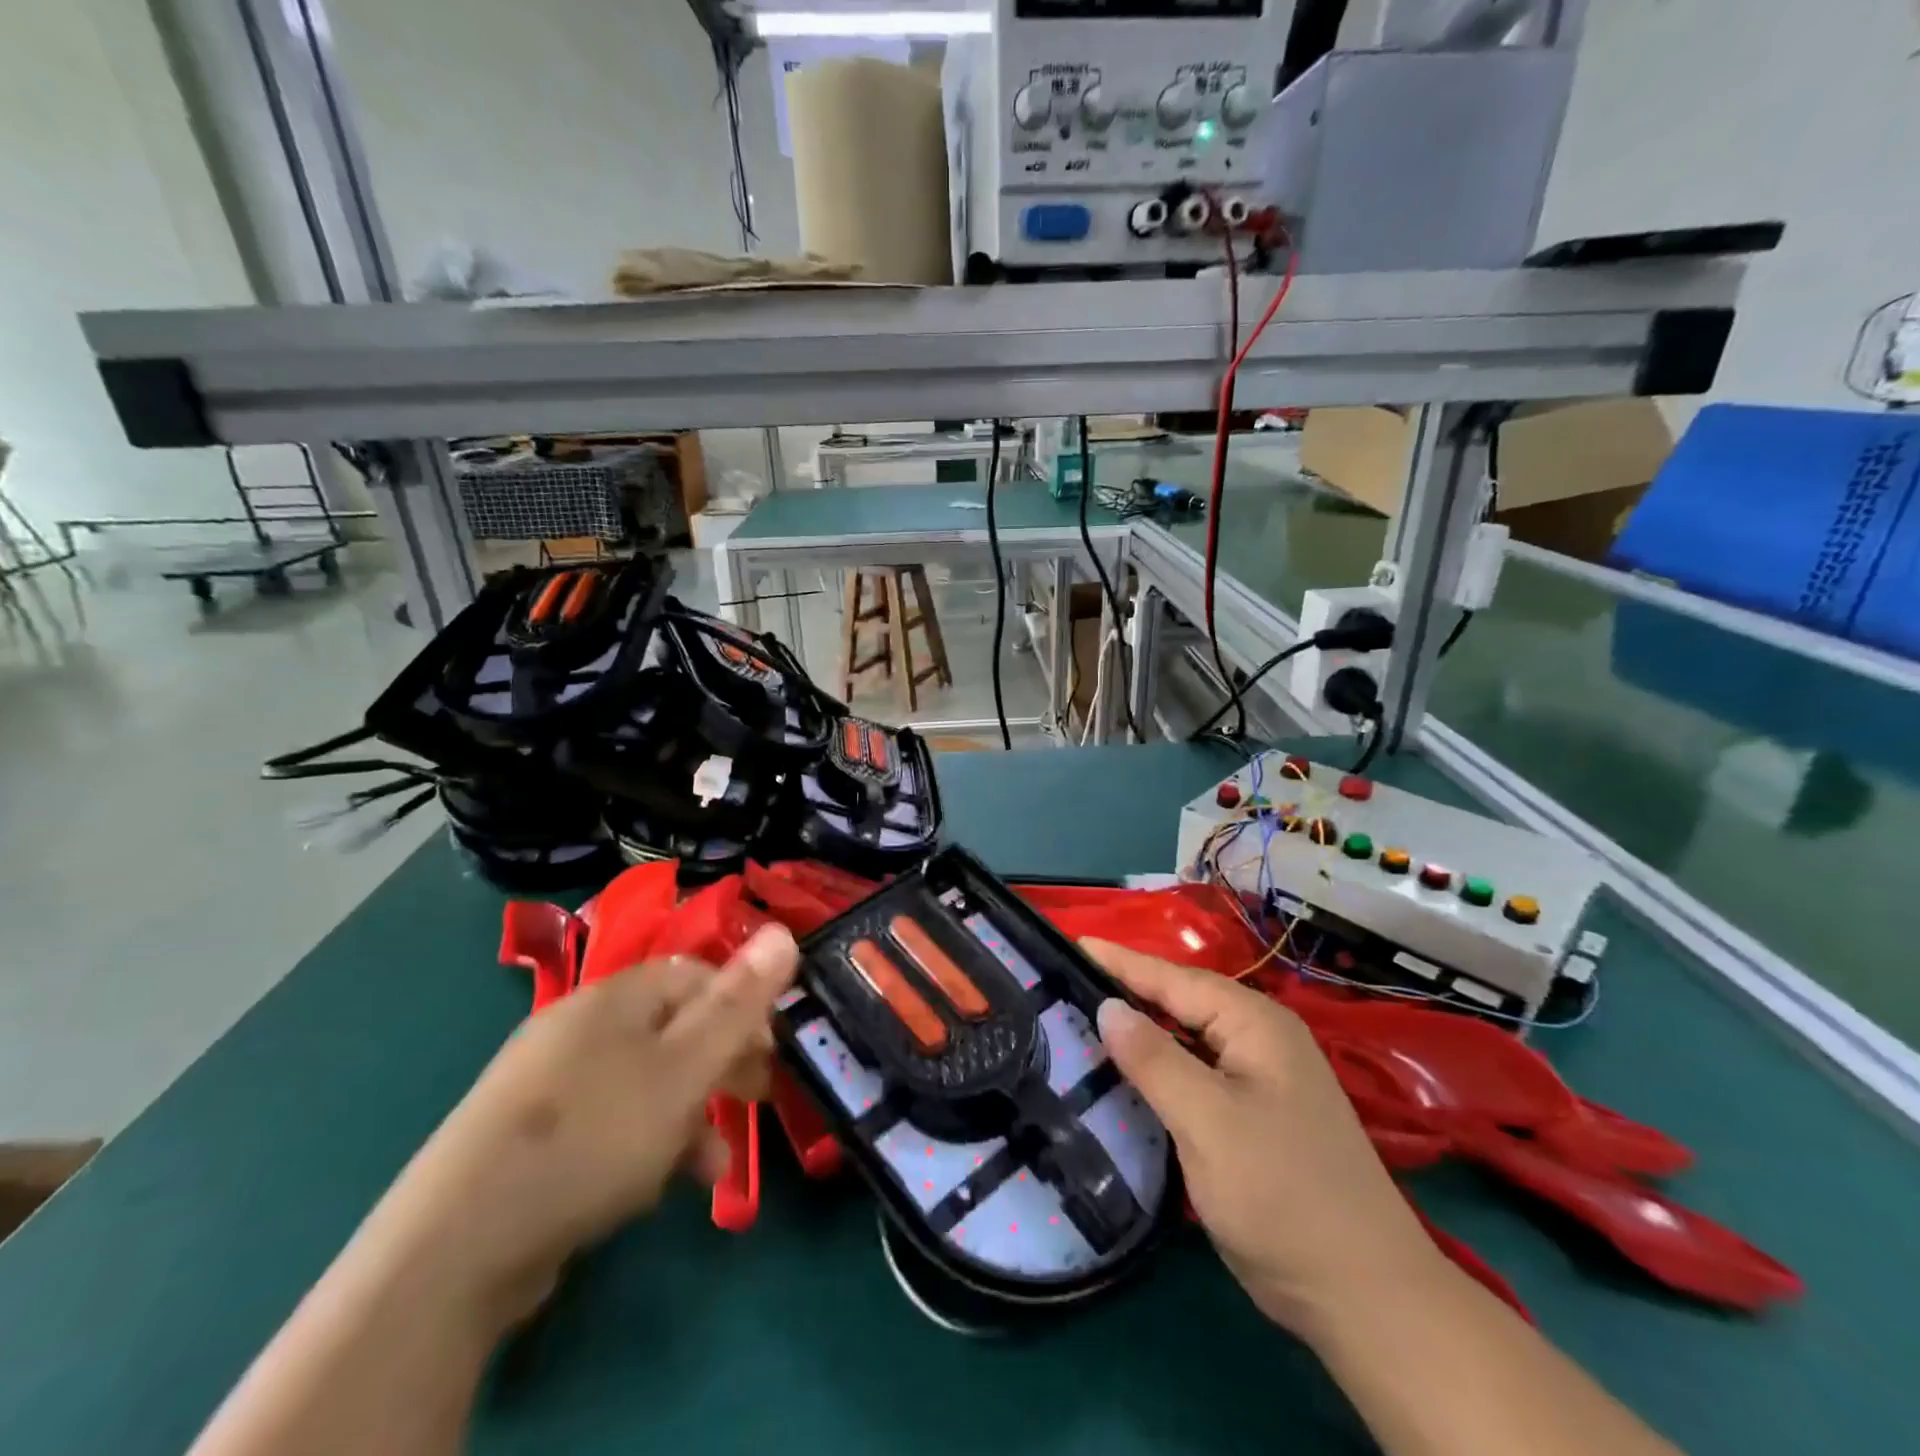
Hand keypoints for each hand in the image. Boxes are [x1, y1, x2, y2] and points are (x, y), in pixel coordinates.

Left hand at [368, 924, 799, 1324]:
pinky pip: (609, 1123)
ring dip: (689, 1116)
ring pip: (646, 1082)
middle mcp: (581, 1026)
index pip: (697, 974)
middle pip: (674, 1027)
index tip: (770, 1052)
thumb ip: (739, 1003)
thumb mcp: (684, 1068)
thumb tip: (785, 931)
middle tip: (755, 1101)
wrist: (454, 1250)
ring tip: (714, 1166)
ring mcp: (550, 1082)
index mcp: (616, 996)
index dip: (742, 1006)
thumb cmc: (594, 1137)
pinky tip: (654, 1187)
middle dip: (721, 1064)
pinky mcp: (532, 1137)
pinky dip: (643, 1145)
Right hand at [1084, 939, 1444, 1339]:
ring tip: (1082, 1017)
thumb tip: (1107, 1005)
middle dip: (1126, 989)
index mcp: (1255, 1024)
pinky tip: (1126, 1073)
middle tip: (1063, 981)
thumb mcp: (1208, 1122)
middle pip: (1180, 1002)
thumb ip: (1154, 1059)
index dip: (1119, 961)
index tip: (1069, 941)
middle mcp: (1259, 1039)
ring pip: (1186, 1039)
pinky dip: (1158, 1067)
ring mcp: (1260, 1079)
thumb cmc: (1283, 1194)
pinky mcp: (1253, 1116)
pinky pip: (1194, 1074)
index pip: (1173, 978)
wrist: (1364, 1296)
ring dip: (1140, 1029)